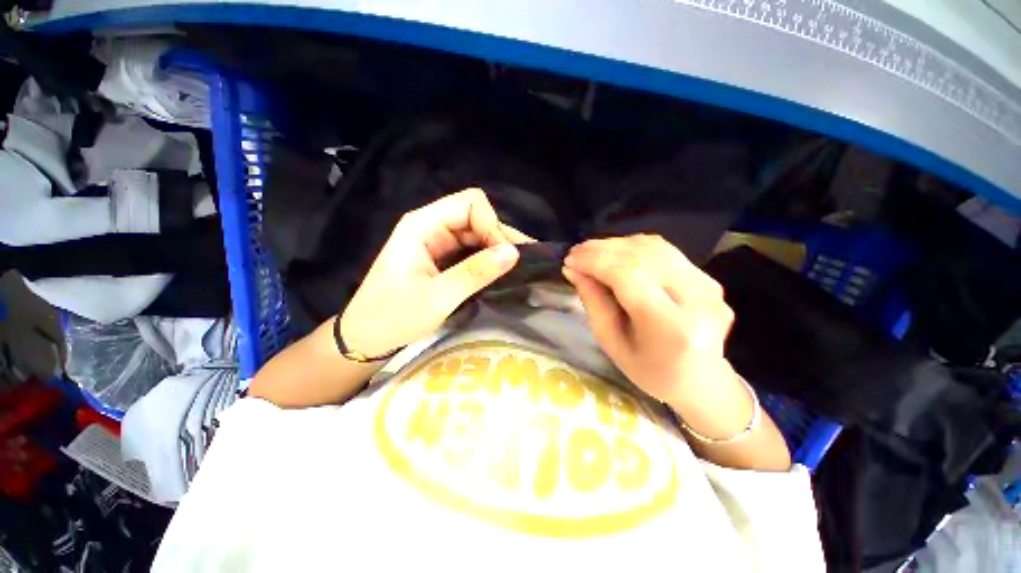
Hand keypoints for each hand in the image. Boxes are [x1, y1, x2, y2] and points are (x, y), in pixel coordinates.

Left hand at [340, 189, 530, 356]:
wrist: (366, 337)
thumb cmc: (393, 317)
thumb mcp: (438, 297)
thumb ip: (475, 272)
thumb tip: (513, 253)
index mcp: (422, 225)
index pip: (469, 204)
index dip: (492, 225)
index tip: (506, 256)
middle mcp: (430, 226)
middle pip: (475, 215)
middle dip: (498, 235)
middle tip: (521, 262)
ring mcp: (436, 241)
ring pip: (476, 232)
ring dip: (496, 247)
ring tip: (518, 267)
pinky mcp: (441, 257)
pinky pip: (470, 248)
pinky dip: (487, 257)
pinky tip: (500, 270)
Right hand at [562, 235, 735, 405]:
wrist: (701, 380)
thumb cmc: (649, 371)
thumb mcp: (611, 343)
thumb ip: (593, 302)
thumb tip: (573, 269)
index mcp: (672, 328)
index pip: (629, 276)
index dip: (596, 262)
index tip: (570, 260)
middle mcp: (698, 300)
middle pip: (642, 257)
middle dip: (602, 250)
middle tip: (575, 253)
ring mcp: (708, 285)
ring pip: (653, 247)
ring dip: (616, 245)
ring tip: (591, 252)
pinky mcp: (707, 277)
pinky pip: (664, 251)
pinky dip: (634, 247)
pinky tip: (615, 254)